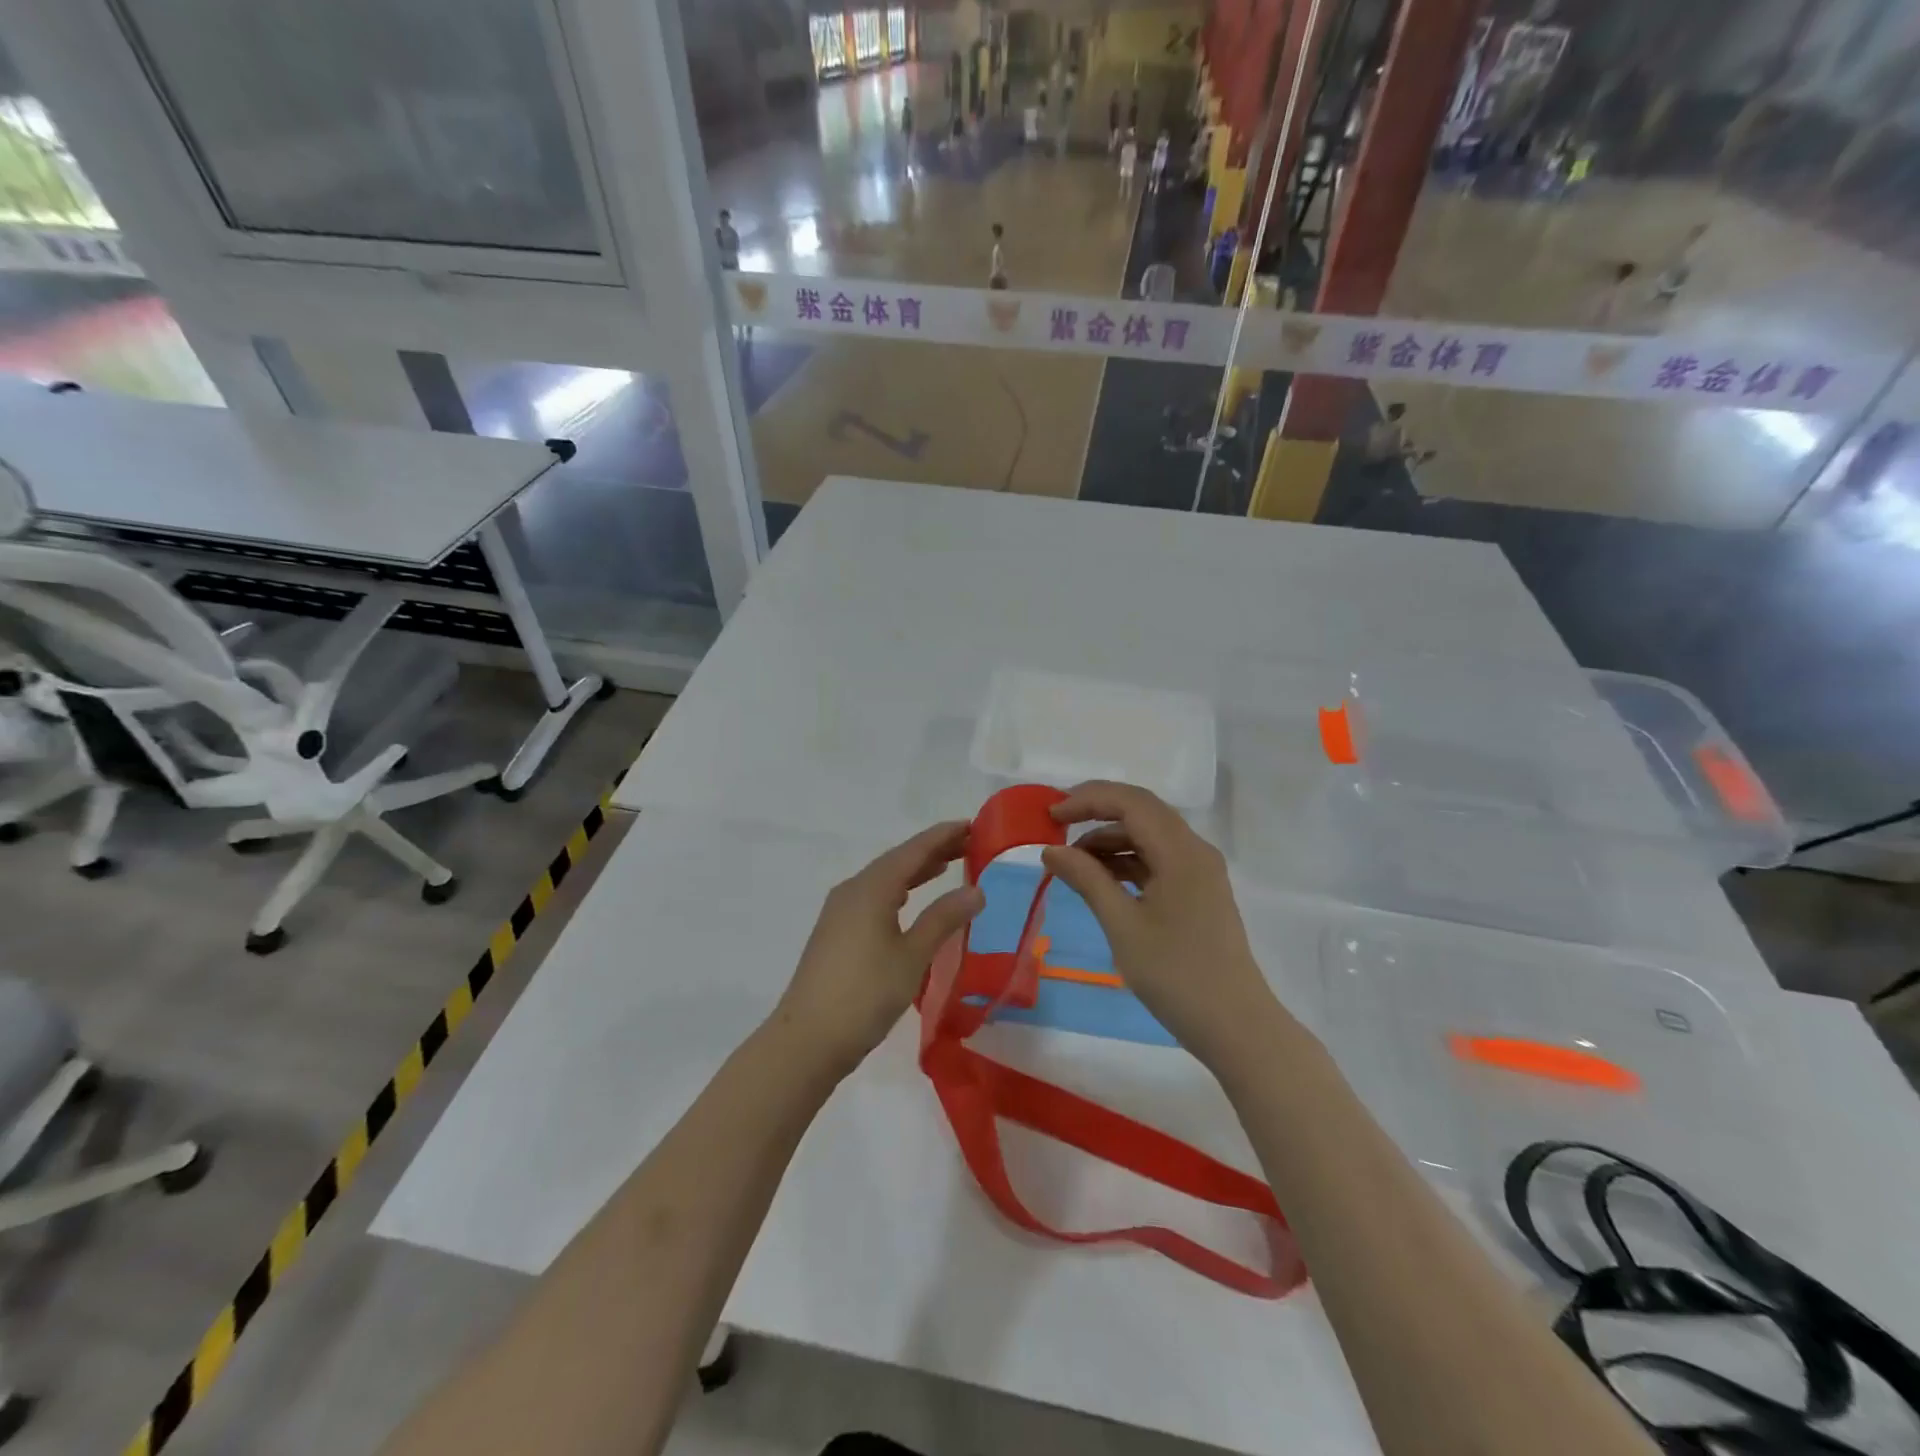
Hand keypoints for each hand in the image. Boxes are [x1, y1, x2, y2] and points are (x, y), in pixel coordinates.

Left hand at [769, 822, 984, 1076]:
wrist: (807, 1040)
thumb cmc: (864, 994)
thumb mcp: (912, 956)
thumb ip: (943, 919)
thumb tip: (976, 890)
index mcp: (871, 888)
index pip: (913, 851)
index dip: (942, 837)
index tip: (971, 825)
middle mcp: (853, 891)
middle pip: (897, 861)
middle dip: (932, 851)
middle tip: (968, 844)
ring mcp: (840, 913)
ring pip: (884, 880)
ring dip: (915, 871)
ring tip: (946, 865)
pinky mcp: (836, 933)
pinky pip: (874, 897)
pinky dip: (899, 891)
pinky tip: (909, 902)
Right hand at [1041, 781, 1286, 1066]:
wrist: (1235, 1025)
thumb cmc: (1176, 974)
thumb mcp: (1122, 925)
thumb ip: (1087, 879)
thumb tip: (1051, 850)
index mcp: (1181, 851)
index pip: (1130, 802)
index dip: (1087, 800)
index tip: (1050, 817)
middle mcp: (1194, 850)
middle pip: (1141, 811)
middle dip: (1096, 811)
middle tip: (1056, 825)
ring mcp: (1200, 871)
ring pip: (1149, 835)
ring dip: (1110, 839)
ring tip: (1072, 861)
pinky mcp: (1198, 891)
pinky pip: (1157, 859)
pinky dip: (1126, 860)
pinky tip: (1100, 879)